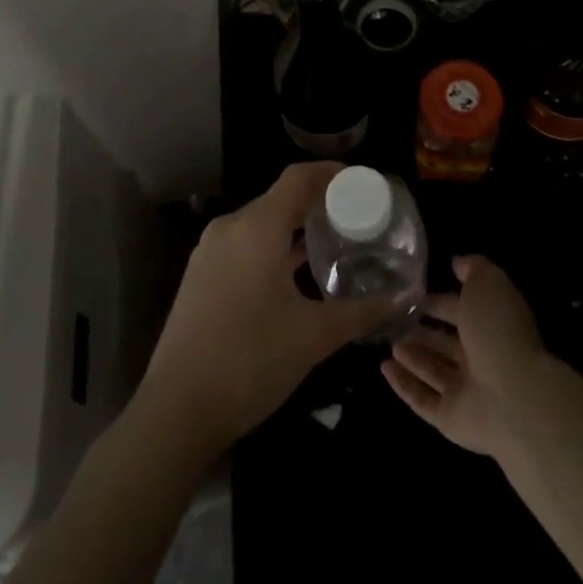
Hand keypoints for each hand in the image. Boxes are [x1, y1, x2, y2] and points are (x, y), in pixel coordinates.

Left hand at [138, 163, 399, 456]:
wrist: (176, 410)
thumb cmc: (251, 362)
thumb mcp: (315, 336)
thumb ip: (363, 311)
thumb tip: (407, 295)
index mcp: (257, 227)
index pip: (298, 177)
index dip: (331, 173)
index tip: (362, 183)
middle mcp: (230, 227)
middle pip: (281, 197)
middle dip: (318, 202)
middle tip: (356, 216)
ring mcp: (210, 251)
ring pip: (261, 222)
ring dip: (295, 226)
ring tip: (332, 241)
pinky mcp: (200, 274)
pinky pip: (244, 242)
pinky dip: (272, 245)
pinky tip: (295, 272)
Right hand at [382, 254, 547, 460]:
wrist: (513, 396)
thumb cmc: (498, 330)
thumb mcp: (488, 283)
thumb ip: (473, 269)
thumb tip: (457, 263)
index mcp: (491, 325)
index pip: (461, 310)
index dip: (439, 302)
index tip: (413, 295)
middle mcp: (480, 358)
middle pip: (446, 343)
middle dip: (423, 332)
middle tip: (395, 321)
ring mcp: (466, 391)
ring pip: (433, 370)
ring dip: (412, 357)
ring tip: (389, 343)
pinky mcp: (450, 419)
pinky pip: (422, 399)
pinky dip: (403, 384)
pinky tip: (383, 368)